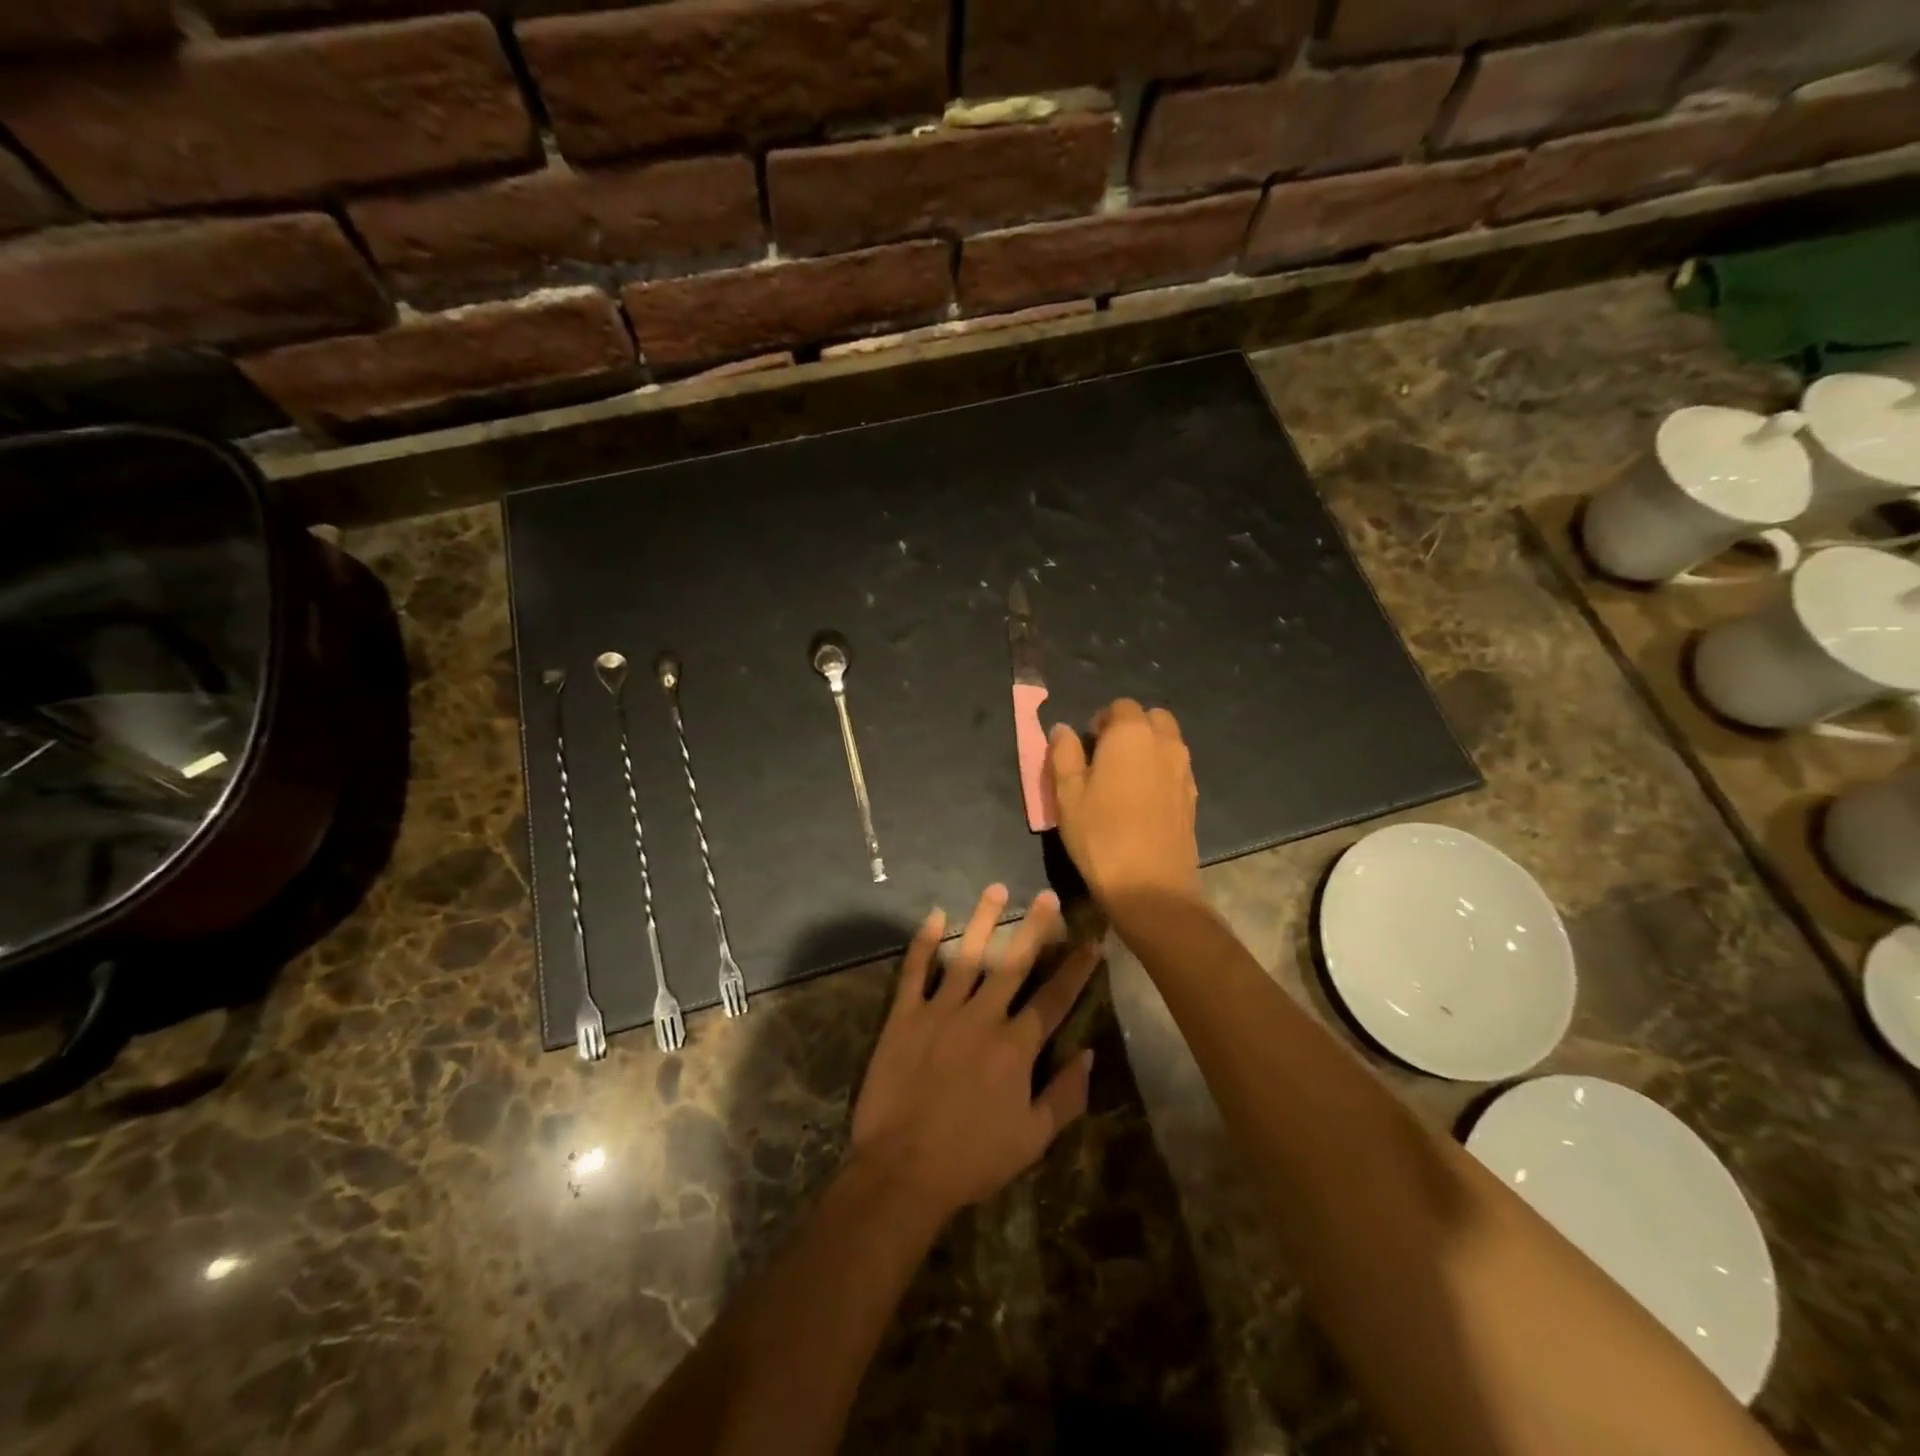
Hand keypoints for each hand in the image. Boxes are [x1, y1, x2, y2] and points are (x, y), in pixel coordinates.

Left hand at [849, 884, 1098, 1223]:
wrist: (902, 1171)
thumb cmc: (972, 1159)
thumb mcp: (1032, 1139)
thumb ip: (1065, 1096)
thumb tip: (1087, 1054)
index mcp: (1016, 1046)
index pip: (1054, 998)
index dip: (1076, 969)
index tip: (1091, 941)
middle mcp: (982, 1017)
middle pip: (1014, 963)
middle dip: (1035, 928)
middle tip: (1048, 895)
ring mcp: (941, 1011)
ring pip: (967, 955)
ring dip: (984, 920)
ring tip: (997, 889)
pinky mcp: (905, 1016)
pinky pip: (915, 971)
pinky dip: (924, 943)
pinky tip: (935, 917)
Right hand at [1046, 699, 1200, 910]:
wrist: (1151, 886)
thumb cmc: (1100, 835)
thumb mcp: (1067, 794)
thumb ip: (1064, 754)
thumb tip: (1063, 730)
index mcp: (1131, 734)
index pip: (1119, 706)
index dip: (1101, 721)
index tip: (1087, 746)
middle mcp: (1164, 743)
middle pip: (1151, 718)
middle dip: (1130, 728)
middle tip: (1106, 757)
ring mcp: (1184, 769)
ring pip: (1168, 741)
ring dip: (1148, 747)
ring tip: (1124, 779)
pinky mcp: (1193, 796)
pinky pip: (1176, 767)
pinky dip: (1160, 770)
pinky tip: (1142, 800)